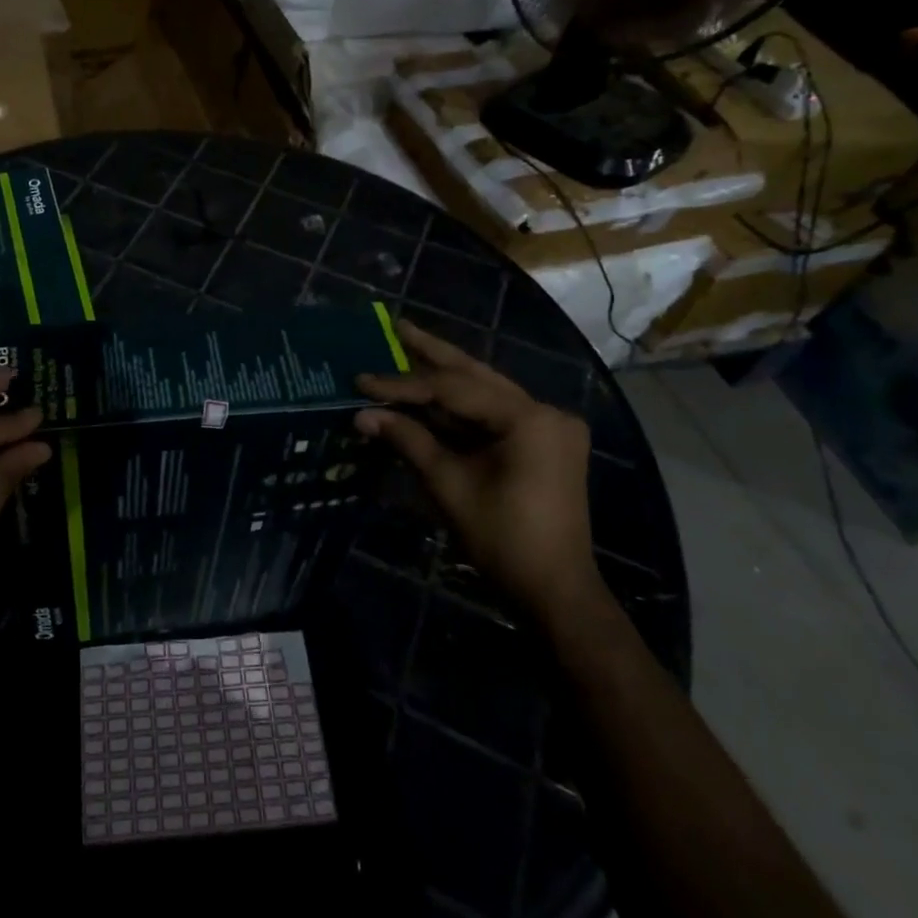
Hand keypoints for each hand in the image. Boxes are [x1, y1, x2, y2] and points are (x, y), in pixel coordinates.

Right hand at [355, 318, 600, 624]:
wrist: (555, 591)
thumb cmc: (503, 538)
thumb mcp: (449, 485)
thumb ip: (408, 440)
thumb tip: (362, 414)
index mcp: (528, 418)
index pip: (453, 389)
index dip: (402, 384)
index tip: (362, 380)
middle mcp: (544, 411)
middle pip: (476, 375)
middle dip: (432, 352)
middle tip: (397, 325)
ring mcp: (547, 427)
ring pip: (485, 391)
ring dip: (444, 375)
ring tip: (408, 345)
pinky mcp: (542, 443)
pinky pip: (493, 413)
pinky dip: (460, 406)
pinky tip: (430, 391)